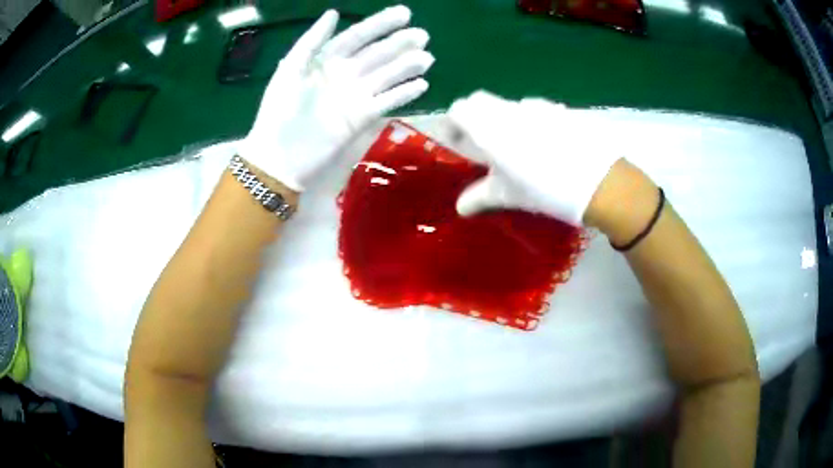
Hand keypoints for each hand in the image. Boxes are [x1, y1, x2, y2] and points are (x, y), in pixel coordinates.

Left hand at [239, 6, 433, 190]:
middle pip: (377, 54)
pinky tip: (421, 85)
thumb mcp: (289, 71)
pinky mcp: (361, 118)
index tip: (404, 14)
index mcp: (326, 60)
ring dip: (406, 66)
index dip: (379, 24)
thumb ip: (311, 42)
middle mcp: (344, 74)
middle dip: (399, 43)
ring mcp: (355, 96)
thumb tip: (334, 12)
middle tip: (423, 35)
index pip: (357, 36)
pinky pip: (386, 102)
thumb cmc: (278, 112)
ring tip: (427, 58)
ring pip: (386, 76)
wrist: (280, 159)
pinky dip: (403, 94)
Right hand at [449, 91, 621, 225]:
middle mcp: (508, 110)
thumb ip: (480, 197)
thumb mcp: (508, 196)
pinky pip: (534, 110)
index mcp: (489, 127)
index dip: (453, 123)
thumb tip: (460, 207)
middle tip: (482, 145)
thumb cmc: (545, 189)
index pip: (459, 110)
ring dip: (502, 119)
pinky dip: (528, 121)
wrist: (598, 181)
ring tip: (515, 148)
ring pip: (508, 106)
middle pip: (481, 102)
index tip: (455, 141)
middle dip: (475, 117)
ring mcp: (535, 107)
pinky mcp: (558, 110)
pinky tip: (543, 145)